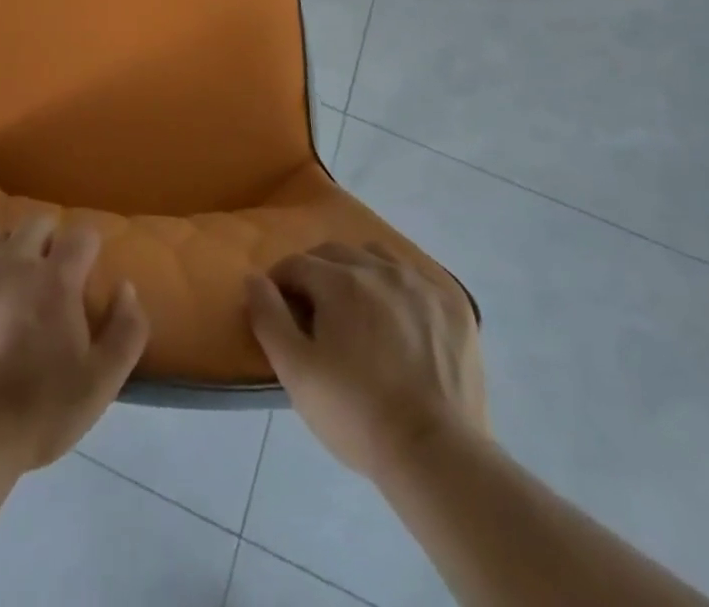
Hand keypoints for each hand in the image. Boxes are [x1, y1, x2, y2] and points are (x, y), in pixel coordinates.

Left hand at [0, 216, 148, 473]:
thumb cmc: (38, 414)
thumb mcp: (100, 384)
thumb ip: (126, 330)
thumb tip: (126, 287)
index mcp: (55, 279)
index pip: (82, 234)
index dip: (87, 250)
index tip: (84, 273)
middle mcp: (12, 260)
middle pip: (37, 223)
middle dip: (48, 242)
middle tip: (47, 279)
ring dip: (7, 255)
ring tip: (5, 291)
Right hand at [246, 243, 486, 478]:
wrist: (436, 454)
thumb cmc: (356, 413)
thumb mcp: (296, 372)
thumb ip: (268, 317)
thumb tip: (254, 278)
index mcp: (340, 281)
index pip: (296, 264)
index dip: (280, 283)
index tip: (279, 310)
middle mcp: (380, 269)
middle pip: (335, 253)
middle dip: (316, 273)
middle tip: (314, 312)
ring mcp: (421, 284)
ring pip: (377, 256)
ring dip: (358, 271)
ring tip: (358, 309)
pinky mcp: (454, 306)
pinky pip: (417, 277)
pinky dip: (399, 287)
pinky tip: (399, 317)